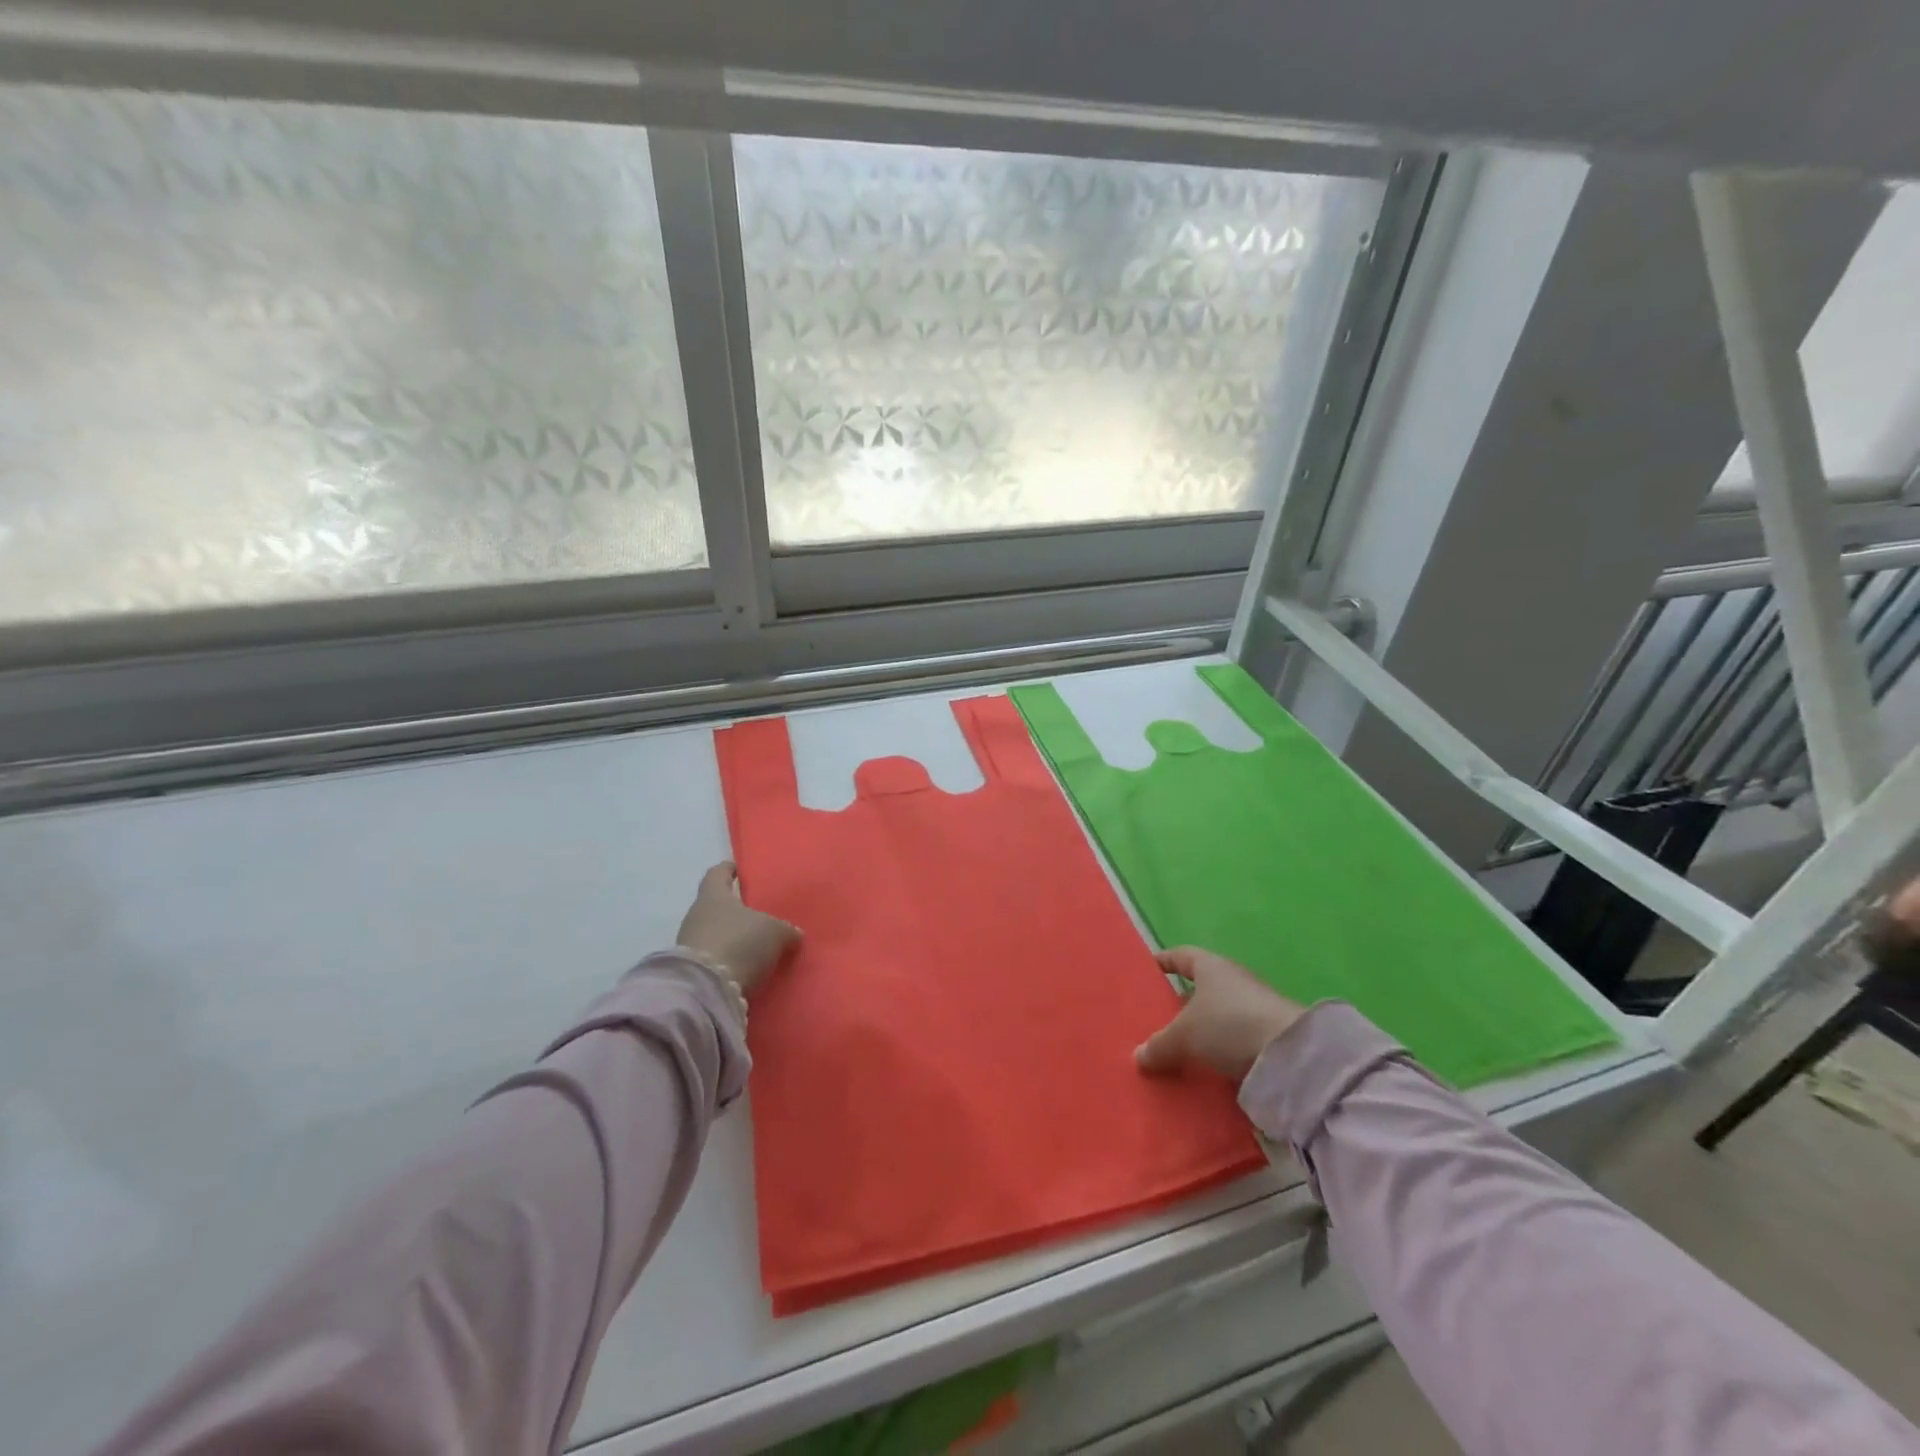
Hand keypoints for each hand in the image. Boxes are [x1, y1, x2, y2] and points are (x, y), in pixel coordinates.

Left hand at [675, 862, 800, 995]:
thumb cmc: (739, 943)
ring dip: (733, 938)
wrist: (706, 990)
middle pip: (716, 906)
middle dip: (736, 910)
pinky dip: (729, 960)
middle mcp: (697, 916)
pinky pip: (715, 958)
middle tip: (759, 914)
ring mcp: (690, 944)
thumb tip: (795, 933)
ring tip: (757, 946)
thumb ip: (786, 930)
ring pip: (716, 934)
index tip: (738, 869)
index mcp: (713, 896)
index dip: (728, 870)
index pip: (717, 874)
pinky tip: (747, 967)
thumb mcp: (775, 932)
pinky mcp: (692, 971)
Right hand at [1135, 947, 1304, 1082]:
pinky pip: (1233, 1040)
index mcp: (1210, 967)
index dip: (1164, 962)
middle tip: (1157, 1021)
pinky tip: (1204, 1069)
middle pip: (1200, 988)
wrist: (1291, 1056)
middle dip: (1180, 1003)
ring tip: (1177, 1050)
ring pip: (1217, 1016)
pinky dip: (1219, 1051)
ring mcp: (1253, 1008)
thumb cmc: (1228, 1026)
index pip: (1181, 956)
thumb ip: (1159, 1045)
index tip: (1147, 971)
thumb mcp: (1184, 1036)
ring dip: (1201, 1031)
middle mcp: (1233, 981)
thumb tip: (1138, 1056)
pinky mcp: (1268, 1036)